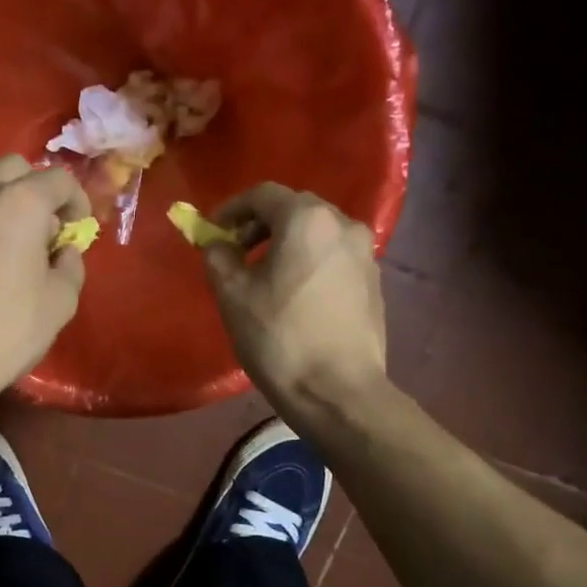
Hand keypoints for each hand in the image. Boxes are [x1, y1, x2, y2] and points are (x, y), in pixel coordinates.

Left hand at [0, 155, 89, 407]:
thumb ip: (70, 266)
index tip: (76, 227)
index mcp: (21, 202)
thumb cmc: (5, 331)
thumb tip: (64, 251)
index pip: (59, 179)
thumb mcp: (60, 303)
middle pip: (13, 167)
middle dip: (33, 189)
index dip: (76, 201)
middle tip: (39, 226)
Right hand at [203, 183, 387, 415]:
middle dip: (260, 224)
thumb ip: (218, 257)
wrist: (338, 391)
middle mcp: (343, 224)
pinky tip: (294, 295)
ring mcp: (365, 253)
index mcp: (307, 220)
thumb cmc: (279, 338)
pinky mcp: (374, 282)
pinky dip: (309, 262)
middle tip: (235, 251)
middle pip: (294, 209)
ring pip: (317, 233)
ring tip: (264, 276)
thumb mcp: (233, 295)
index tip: (213, 232)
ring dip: (286, 243)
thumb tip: (217, 244)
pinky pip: (333, 257)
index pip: (263, 194)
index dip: (232, 209)